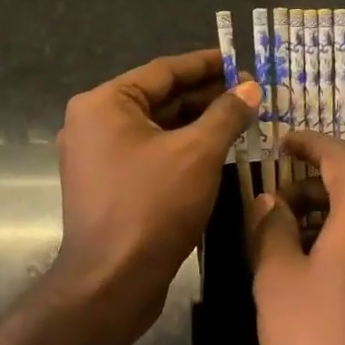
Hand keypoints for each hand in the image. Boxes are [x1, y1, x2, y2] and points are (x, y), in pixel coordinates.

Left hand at [51, 49, 258, 342]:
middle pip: (159, 97)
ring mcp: (97, 155)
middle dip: (206, 95)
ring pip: (157, 127)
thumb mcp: (198, 153)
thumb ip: (226, 114)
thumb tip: (250, 88)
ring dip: (197, 122)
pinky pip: (150, 152)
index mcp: (104, 103)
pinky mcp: (108, 184)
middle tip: (249, 94)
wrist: (111, 283)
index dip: (206, 65)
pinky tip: (217, 148)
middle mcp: (94, 122)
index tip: (240, 61)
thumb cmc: (153, 206)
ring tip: (241, 118)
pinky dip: (181, 147)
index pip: (164, 71)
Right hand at [249, 131, 344, 344]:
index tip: (282, 144)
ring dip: (335, 213)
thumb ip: (271, 228)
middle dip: (314, 185)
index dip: (307, 143)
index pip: (338, 154)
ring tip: (298, 239)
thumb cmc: (319, 342)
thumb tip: (271, 202)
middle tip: (277, 206)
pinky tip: (330, 267)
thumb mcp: (277, 281)